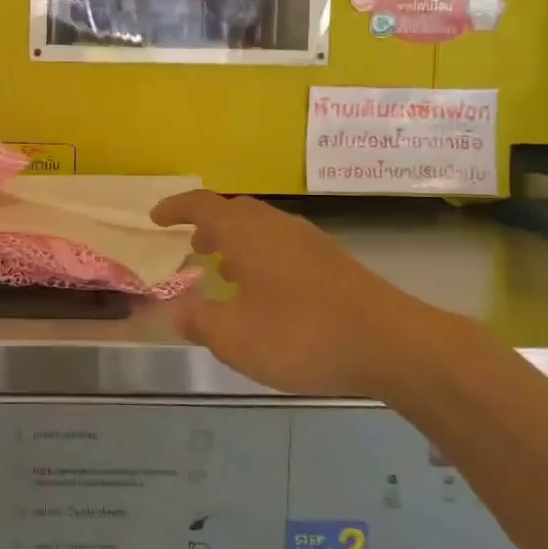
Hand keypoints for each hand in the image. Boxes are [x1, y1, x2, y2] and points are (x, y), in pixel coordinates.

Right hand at [150, 191, 478, 400]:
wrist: (391, 343)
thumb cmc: (302, 335)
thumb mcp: (236, 339)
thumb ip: (201, 322)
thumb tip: (179, 312)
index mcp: (246, 234)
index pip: (201, 205)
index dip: (175, 208)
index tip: (156, 218)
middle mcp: (276, 226)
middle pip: (234, 211)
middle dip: (208, 224)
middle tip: (193, 246)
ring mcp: (309, 241)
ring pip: (262, 228)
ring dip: (236, 241)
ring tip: (225, 268)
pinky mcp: (333, 261)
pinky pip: (283, 244)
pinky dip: (262, 255)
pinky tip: (267, 291)